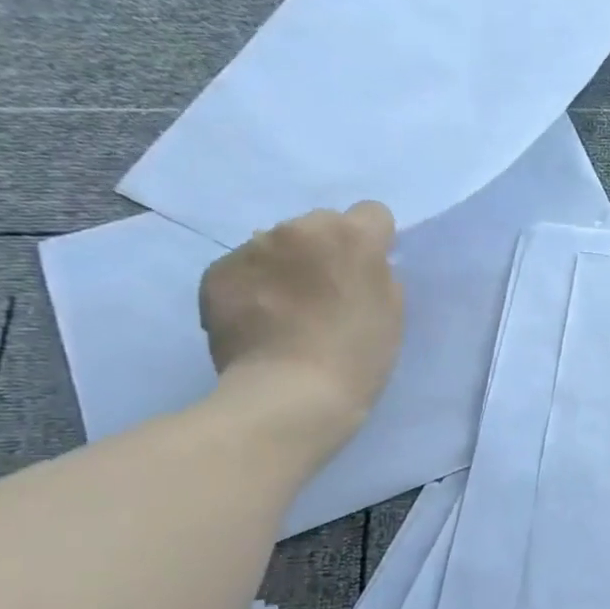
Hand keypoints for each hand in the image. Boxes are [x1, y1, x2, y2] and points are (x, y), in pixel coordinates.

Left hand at [198, 201, 404, 446]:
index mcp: (351, 236)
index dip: (375, 242)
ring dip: (286, 267)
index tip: (369, 273)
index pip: (372, 213)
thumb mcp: (392, 313)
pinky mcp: (216, 273)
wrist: (291, 395)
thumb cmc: (358, 357)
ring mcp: (251, 249)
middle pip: (320, 225)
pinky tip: (260, 322)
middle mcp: (298, 229)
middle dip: (324, 252)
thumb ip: (380, 277)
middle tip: (327, 295)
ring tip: (288, 312)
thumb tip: (362, 267)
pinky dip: (253, 288)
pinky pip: (243, 269)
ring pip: (278, 245)